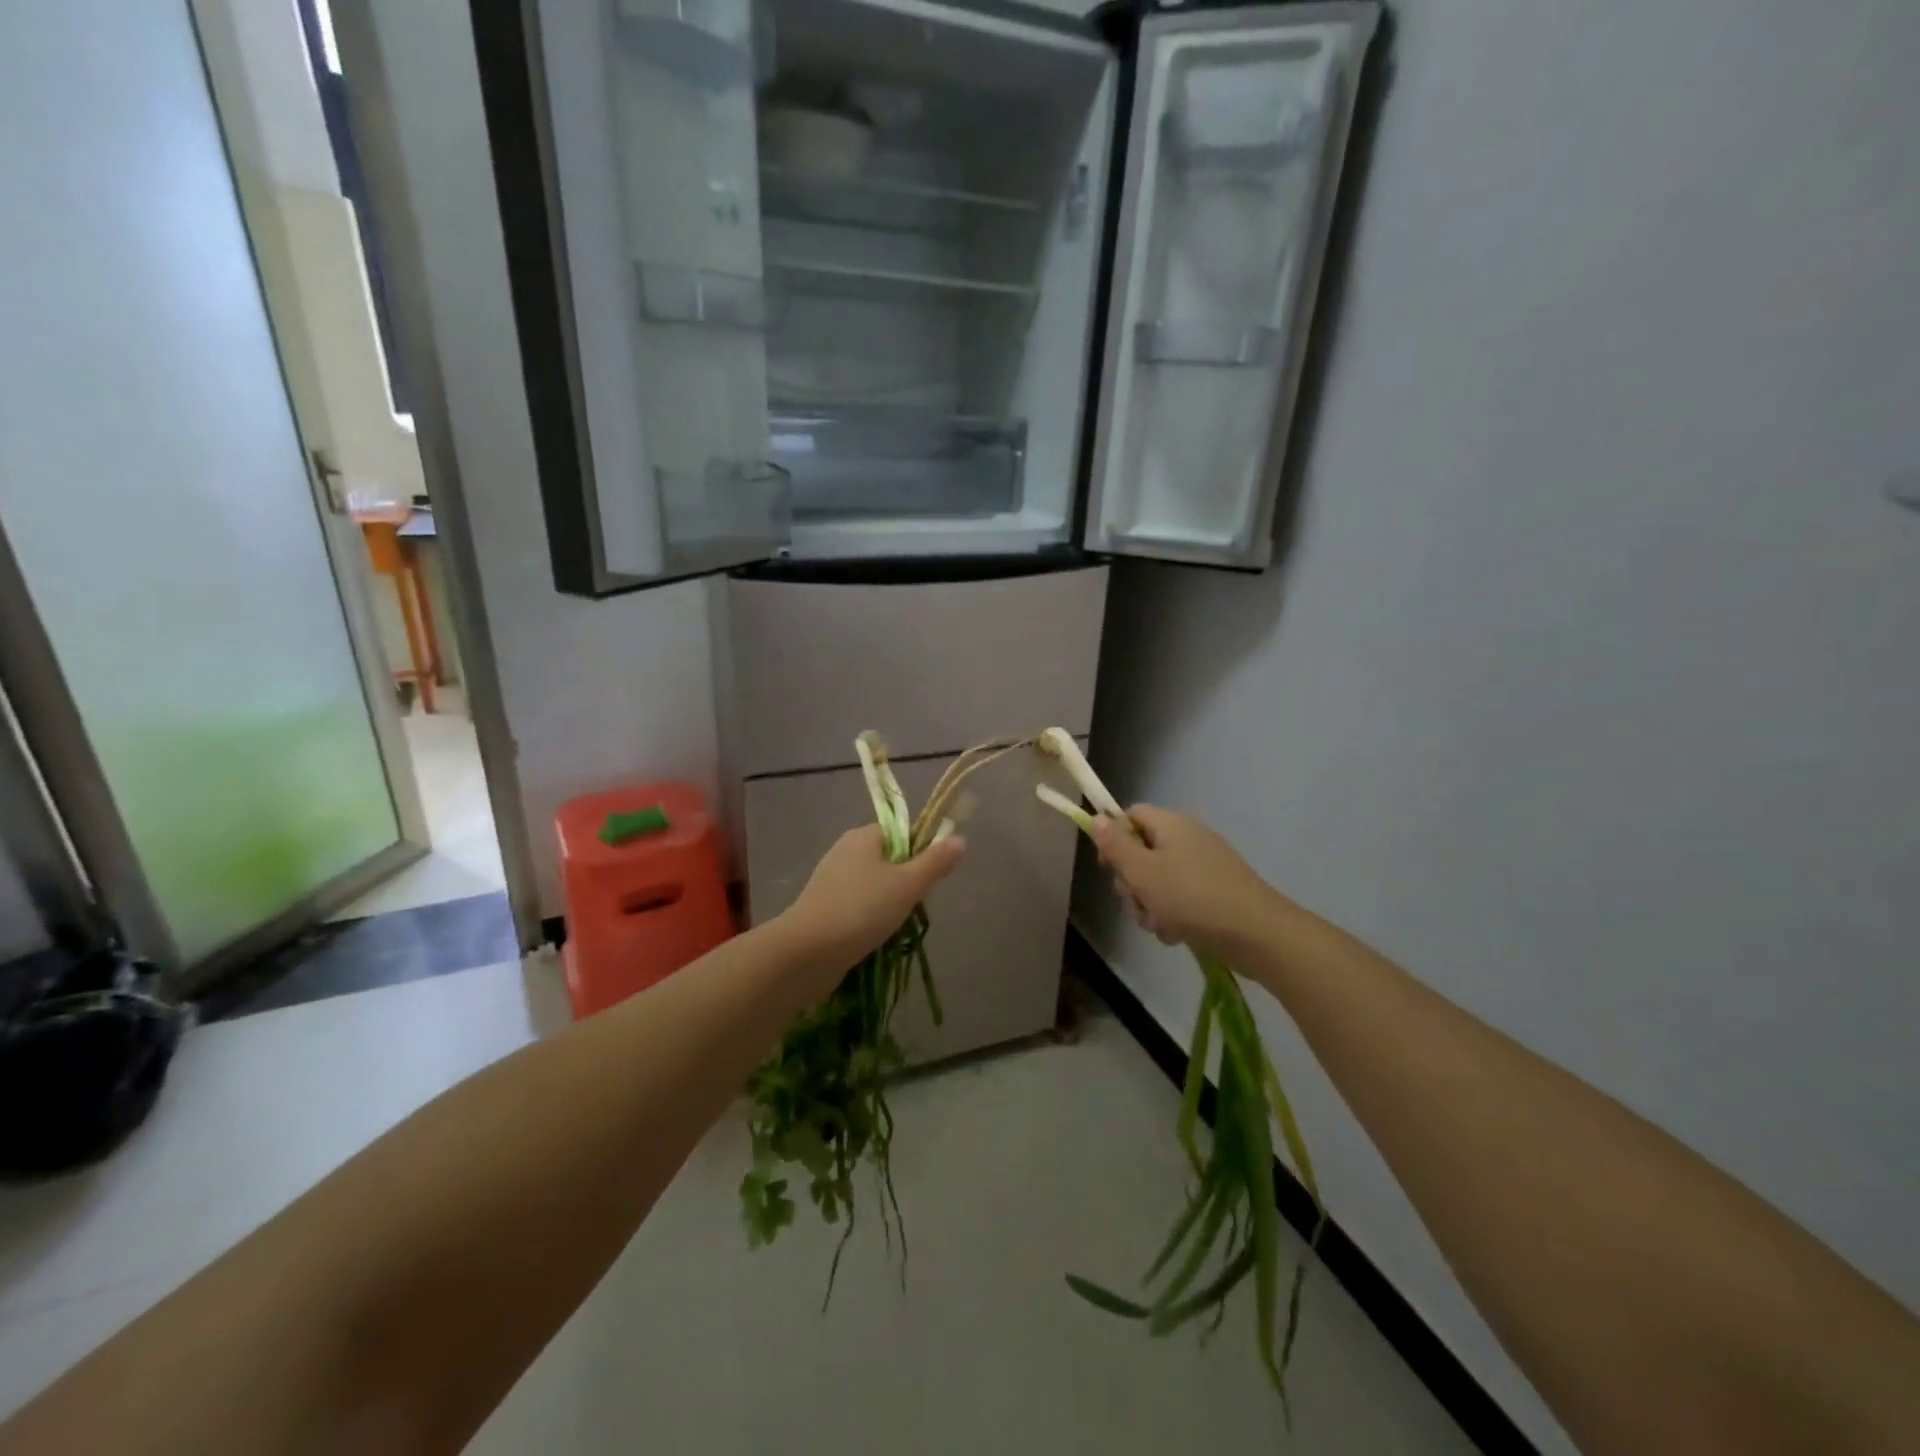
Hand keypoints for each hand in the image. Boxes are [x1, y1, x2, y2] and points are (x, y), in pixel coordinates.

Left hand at [778, 825, 965, 972]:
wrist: (808, 952)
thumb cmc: (862, 909)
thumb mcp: (908, 884)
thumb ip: (935, 862)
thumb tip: (959, 839)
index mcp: (863, 836)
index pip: (901, 831)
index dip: (921, 849)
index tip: (930, 876)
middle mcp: (845, 851)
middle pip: (889, 858)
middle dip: (907, 882)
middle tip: (915, 904)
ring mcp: (831, 880)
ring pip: (875, 885)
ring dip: (890, 904)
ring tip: (897, 925)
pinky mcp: (824, 907)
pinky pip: (858, 906)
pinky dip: (871, 918)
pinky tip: (876, 937)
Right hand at [1090, 806, 1279, 953]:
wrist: (1256, 933)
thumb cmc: (1191, 897)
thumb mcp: (1143, 872)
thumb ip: (1116, 845)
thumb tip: (1097, 817)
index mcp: (1170, 824)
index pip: (1130, 816)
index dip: (1113, 837)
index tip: (1108, 867)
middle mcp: (1187, 838)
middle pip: (1141, 851)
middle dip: (1132, 882)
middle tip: (1138, 902)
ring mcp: (1203, 866)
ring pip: (1157, 880)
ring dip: (1150, 904)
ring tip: (1160, 924)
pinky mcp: (1214, 891)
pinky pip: (1179, 898)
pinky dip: (1172, 915)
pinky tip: (1177, 934)